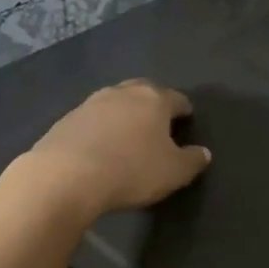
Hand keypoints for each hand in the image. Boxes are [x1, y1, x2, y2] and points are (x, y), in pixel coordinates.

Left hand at [21, 80, 210, 220]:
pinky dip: (101, 128)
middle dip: (153, 104)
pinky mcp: (66, 119)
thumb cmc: (131, 170)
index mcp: (154, 99)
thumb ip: (192, 160)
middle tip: (158, 123)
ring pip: (115, 102)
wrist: (66, 176)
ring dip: (124, 114)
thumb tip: (203, 152)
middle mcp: (122, 93)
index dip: (184, 110)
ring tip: (128, 134)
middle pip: (144, 91)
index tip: (187, 120)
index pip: (177, 99)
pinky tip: (100, 146)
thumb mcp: (174, 172)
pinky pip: (92, 119)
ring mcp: (91, 103)